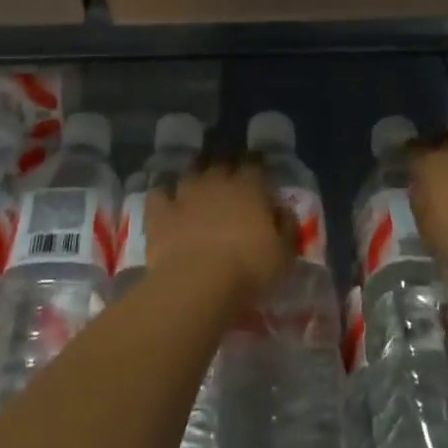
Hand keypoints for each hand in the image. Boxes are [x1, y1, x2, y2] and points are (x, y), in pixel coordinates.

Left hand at [145, 159, 295, 306]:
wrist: (197, 283)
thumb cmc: (248, 270)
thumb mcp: (284, 254)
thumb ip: (287, 227)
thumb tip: (283, 211)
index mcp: (249, 187)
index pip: (256, 165)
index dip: (258, 168)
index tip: (260, 176)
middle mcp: (216, 181)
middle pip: (222, 163)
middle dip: (227, 168)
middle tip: (230, 181)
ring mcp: (185, 193)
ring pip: (191, 173)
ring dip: (197, 176)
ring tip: (199, 186)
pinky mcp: (160, 211)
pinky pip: (160, 193)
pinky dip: (164, 194)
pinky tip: (167, 201)